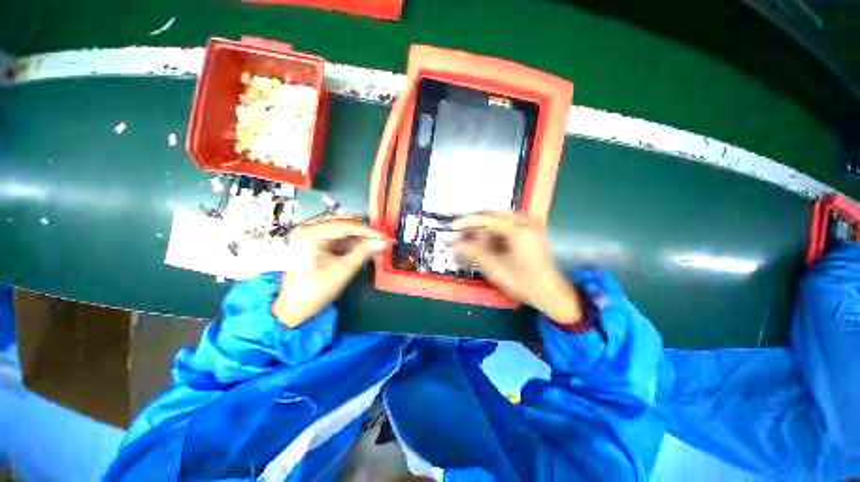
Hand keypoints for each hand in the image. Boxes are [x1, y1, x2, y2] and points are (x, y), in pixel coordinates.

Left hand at [273, 218, 386, 327]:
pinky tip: (366, 249)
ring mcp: (312, 237)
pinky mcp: (316, 246)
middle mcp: (310, 230)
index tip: (385, 236)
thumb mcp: (343, 269)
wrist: (294, 309)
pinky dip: (352, 246)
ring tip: (377, 245)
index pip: (345, 226)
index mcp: (311, 233)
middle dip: (365, 234)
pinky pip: (338, 241)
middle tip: (382, 240)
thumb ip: (364, 252)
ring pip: (343, 233)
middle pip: (344, 226)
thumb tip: (383, 242)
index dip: (368, 231)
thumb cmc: (316, 289)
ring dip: (360, 240)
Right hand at [453, 213, 581, 324]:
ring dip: (485, 232)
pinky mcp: (530, 235)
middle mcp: (526, 222)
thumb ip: (473, 252)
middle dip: (476, 226)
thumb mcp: (495, 267)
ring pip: (500, 224)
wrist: (552, 295)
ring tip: (472, 244)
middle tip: (462, 235)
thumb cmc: (524, 282)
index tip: (453, 226)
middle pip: (494, 218)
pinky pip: (507, 230)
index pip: (488, 218)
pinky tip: (486, 247)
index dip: (468, 222)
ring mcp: (530, 228)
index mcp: (519, 229)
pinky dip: (494, 237)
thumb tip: (455, 243)